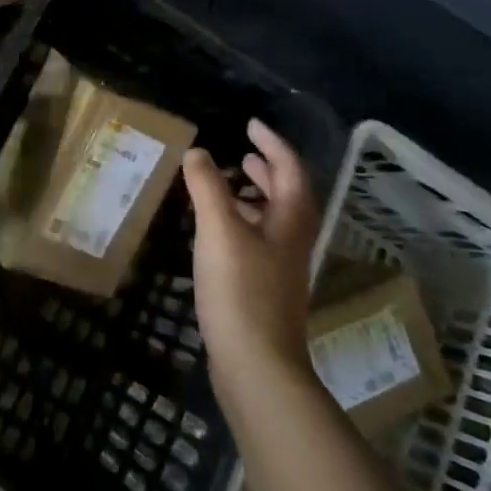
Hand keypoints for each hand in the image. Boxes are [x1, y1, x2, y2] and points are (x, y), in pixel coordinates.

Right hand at [183, 119, 320, 404]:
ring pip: (272, 220)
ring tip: (227, 185)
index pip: (290, 169)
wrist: (256, 365)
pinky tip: (216, 231)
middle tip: (244, 152)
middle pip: (287, 195)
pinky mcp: (264, 289)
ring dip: (254, 196)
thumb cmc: (241, 289)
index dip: (272, 144)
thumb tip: (198, 151)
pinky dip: (241, 222)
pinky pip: (257, 240)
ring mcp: (280, 268)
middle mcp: (292, 240)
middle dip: (268, 169)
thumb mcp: (219, 229)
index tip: (251, 124)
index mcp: (290, 220)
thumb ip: (208, 186)